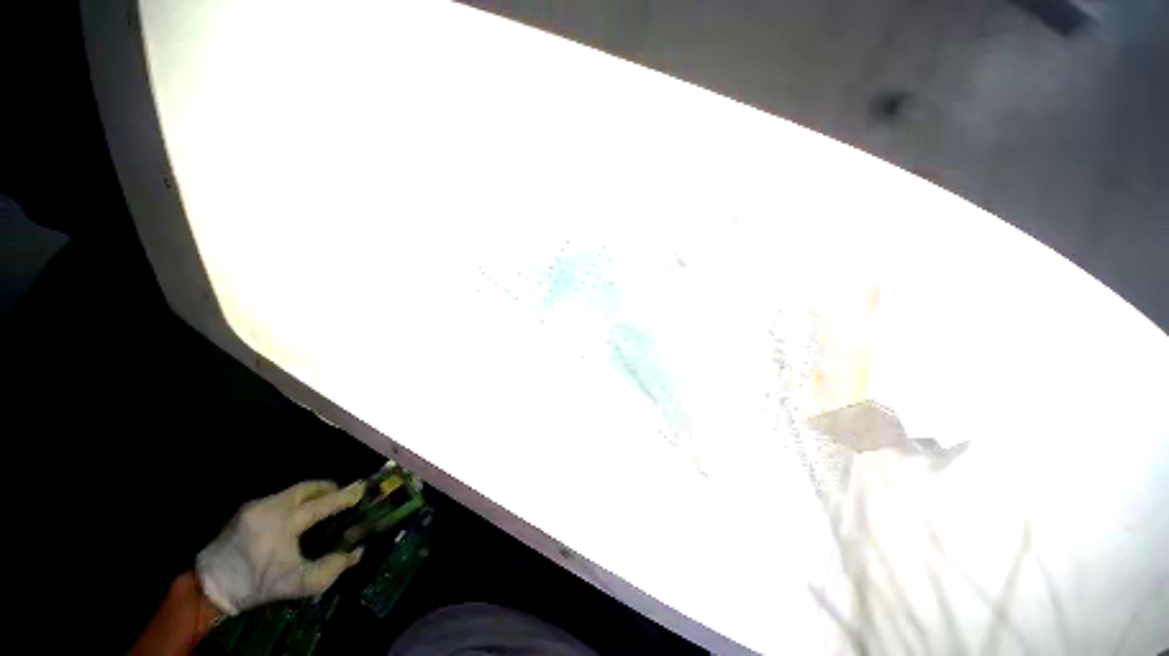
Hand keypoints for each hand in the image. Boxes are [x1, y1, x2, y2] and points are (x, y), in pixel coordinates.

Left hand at [196, 480, 365, 614]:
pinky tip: (295, 514)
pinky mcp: (245, 509)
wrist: (210, 587)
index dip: (345, 496)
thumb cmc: (257, 585)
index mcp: (284, 523)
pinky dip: (294, 501)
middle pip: (307, 487)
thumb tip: (357, 551)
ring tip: (322, 502)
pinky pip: (279, 498)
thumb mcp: (297, 584)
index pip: (323, 504)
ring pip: (293, 491)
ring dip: (311, 493)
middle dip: (328, 487)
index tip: (362, 489)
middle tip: (342, 493)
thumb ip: (332, 569)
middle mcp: (271, 507)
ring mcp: (256, 505)